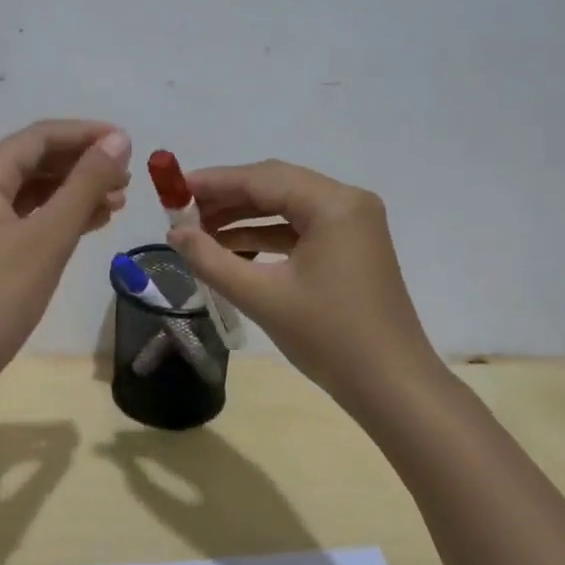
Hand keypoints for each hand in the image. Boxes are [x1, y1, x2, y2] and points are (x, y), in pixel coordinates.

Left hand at [0, 119, 131, 391]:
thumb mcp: (48, 237)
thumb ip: (84, 185)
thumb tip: (117, 140)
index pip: (39, 137)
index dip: (85, 134)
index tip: (128, 143)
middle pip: (34, 161)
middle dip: (82, 165)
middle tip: (127, 179)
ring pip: (32, 191)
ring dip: (73, 192)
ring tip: (117, 202)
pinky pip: (25, 218)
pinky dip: (57, 217)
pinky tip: (89, 224)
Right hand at [165, 160, 446, 414]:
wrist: (391, 385)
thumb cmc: (328, 337)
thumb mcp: (261, 296)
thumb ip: (210, 259)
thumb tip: (174, 233)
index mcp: (333, 205)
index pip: (262, 179)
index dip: (213, 182)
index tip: (173, 190)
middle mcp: (347, 202)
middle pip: (275, 186)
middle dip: (226, 198)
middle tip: (181, 212)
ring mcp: (353, 224)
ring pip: (286, 206)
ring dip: (243, 217)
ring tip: (199, 232)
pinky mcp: (351, 246)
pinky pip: (300, 228)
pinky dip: (266, 235)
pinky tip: (232, 250)